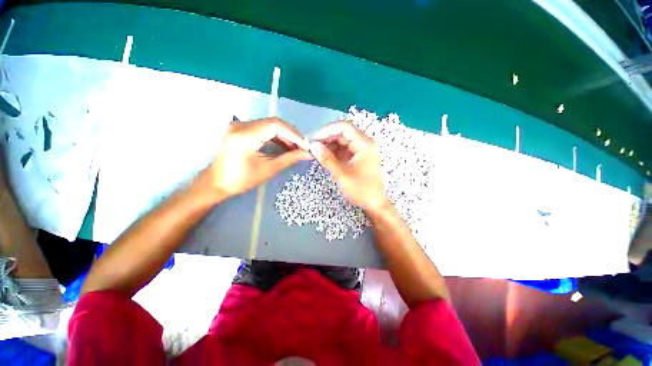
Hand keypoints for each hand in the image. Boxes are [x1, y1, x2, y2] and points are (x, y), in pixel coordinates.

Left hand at [200, 118, 310, 198]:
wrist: (216, 182)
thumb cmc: (241, 180)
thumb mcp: (268, 169)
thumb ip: (289, 158)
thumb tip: (308, 154)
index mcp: (245, 135)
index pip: (275, 125)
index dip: (294, 134)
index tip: (306, 145)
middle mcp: (241, 125)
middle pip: (273, 122)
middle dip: (291, 134)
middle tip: (303, 147)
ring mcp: (240, 125)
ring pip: (269, 124)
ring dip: (285, 135)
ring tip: (296, 148)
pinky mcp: (241, 129)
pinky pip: (263, 128)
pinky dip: (276, 136)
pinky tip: (284, 145)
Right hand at [310, 121, 389, 213]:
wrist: (376, 203)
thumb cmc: (361, 190)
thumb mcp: (342, 175)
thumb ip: (327, 159)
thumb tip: (313, 146)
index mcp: (364, 144)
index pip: (344, 127)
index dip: (327, 130)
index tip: (314, 139)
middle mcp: (364, 143)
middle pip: (343, 133)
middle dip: (327, 138)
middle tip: (313, 147)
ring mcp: (362, 150)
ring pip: (343, 141)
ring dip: (330, 145)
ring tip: (317, 153)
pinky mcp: (359, 157)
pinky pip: (345, 149)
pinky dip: (335, 152)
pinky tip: (325, 157)